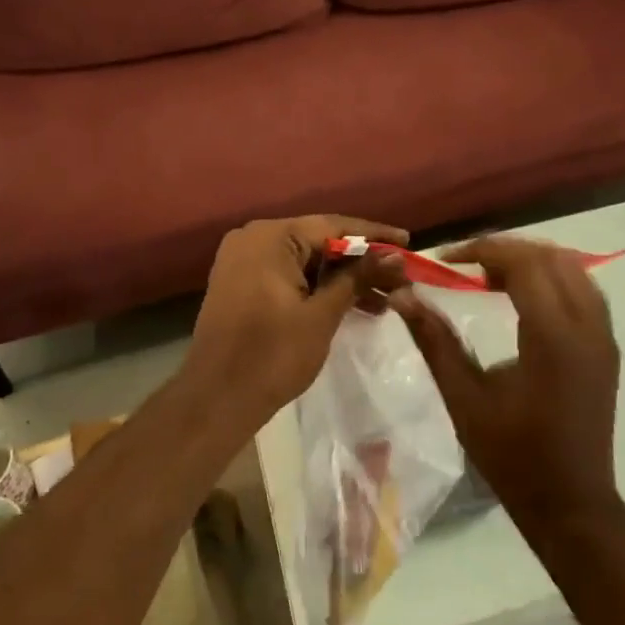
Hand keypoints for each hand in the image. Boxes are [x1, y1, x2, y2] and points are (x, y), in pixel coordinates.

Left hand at [188, 214, 409, 416]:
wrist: (216, 399)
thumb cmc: (272, 355)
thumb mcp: (322, 314)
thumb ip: (358, 278)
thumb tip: (396, 255)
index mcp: (270, 237)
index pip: (333, 225)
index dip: (374, 235)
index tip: (408, 241)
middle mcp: (253, 238)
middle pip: (319, 241)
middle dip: (360, 261)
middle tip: (400, 277)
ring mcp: (243, 260)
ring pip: (305, 261)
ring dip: (341, 279)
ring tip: (385, 299)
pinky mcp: (242, 283)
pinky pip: (288, 275)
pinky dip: (317, 288)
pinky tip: (351, 305)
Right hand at [389, 237, 620, 522]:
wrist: (571, 504)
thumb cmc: (512, 455)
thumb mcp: (464, 398)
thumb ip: (434, 340)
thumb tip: (402, 295)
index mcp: (552, 338)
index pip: (524, 264)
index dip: (483, 249)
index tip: (447, 259)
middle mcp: (587, 327)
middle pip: (551, 257)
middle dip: (506, 249)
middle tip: (466, 264)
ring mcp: (603, 336)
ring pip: (573, 268)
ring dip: (531, 260)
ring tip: (490, 275)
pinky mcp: (607, 347)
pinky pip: (584, 289)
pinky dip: (552, 277)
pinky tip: (522, 295)